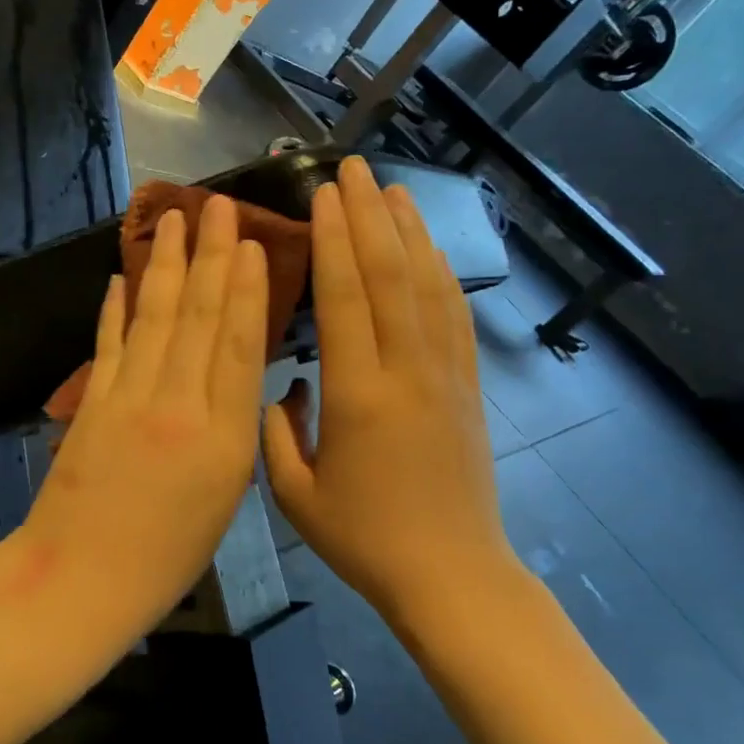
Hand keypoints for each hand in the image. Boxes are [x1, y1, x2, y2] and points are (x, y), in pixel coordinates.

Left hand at [20, 195, 269, 612]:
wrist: (85, 578)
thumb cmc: (170, 555)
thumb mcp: (226, 496)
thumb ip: (234, 430)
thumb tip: (236, 374)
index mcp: (222, 436)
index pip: (236, 345)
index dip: (245, 289)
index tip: (250, 243)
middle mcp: (176, 404)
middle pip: (195, 317)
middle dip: (208, 256)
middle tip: (216, 205)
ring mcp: (127, 398)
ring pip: (152, 318)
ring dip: (163, 265)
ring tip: (172, 220)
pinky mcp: (91, 403)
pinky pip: (108, 344)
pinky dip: (115, 308)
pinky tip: (122, 276)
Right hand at [263, 157, 511, 619]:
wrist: (450, 574)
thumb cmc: (364, 539)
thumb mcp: (295, 495)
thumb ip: (277, 431)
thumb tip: (286, 385)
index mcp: (357, 395)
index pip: (345, 296)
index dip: (334, 239)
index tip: (321, 195)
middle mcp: (406, 370)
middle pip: (389, 273)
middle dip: (369, 214)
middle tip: (352, 169)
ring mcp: (444, 374)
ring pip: (428, 284)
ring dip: (409, 230)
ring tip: (391, 188)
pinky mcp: (467, 386)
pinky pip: (455, 315)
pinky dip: (440, 272)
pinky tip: (428, 247)